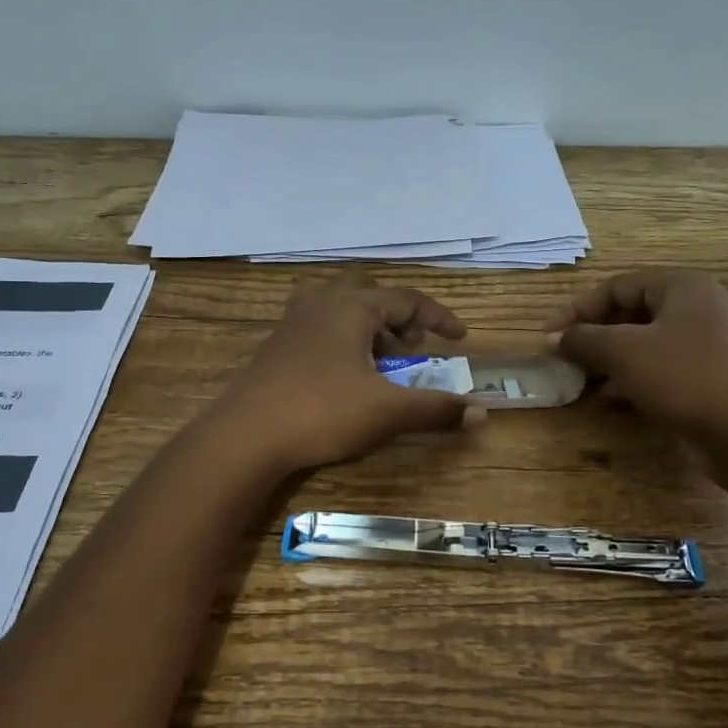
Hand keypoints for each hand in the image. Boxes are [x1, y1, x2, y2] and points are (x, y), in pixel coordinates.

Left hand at [213, 273, 484, 473]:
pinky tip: (341, 371)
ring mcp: (293, 322)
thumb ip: (435, 409)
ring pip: (338, 304)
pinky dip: (340, 336)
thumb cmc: (321, 412)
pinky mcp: (276, 345)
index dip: (438, 316)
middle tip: (410, 345)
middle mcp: (322, 303)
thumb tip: (483, 412)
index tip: (459, 338)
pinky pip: (317, 324)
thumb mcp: (386, 412)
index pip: (407, 299)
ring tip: (378, 357)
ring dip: (365, 323)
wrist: (245, 435)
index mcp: (352, 308)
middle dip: (396, 315)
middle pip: (368, 292)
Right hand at [549, 268, 727, 480]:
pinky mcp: (714, 379)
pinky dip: (634, 381)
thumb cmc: (685, 378)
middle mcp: (700, 308)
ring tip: (583, 385)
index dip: (579, 308)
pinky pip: (664, 370)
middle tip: (566, 360)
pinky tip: (612, 403)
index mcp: (683, 287)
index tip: (550, 335)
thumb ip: (583, 339)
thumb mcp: (624, 352)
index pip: (618, 286)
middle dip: (594, 337)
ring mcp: (711, 345)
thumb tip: (553, 338)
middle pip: (632, 314)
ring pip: (646, 345)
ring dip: (610, 363)